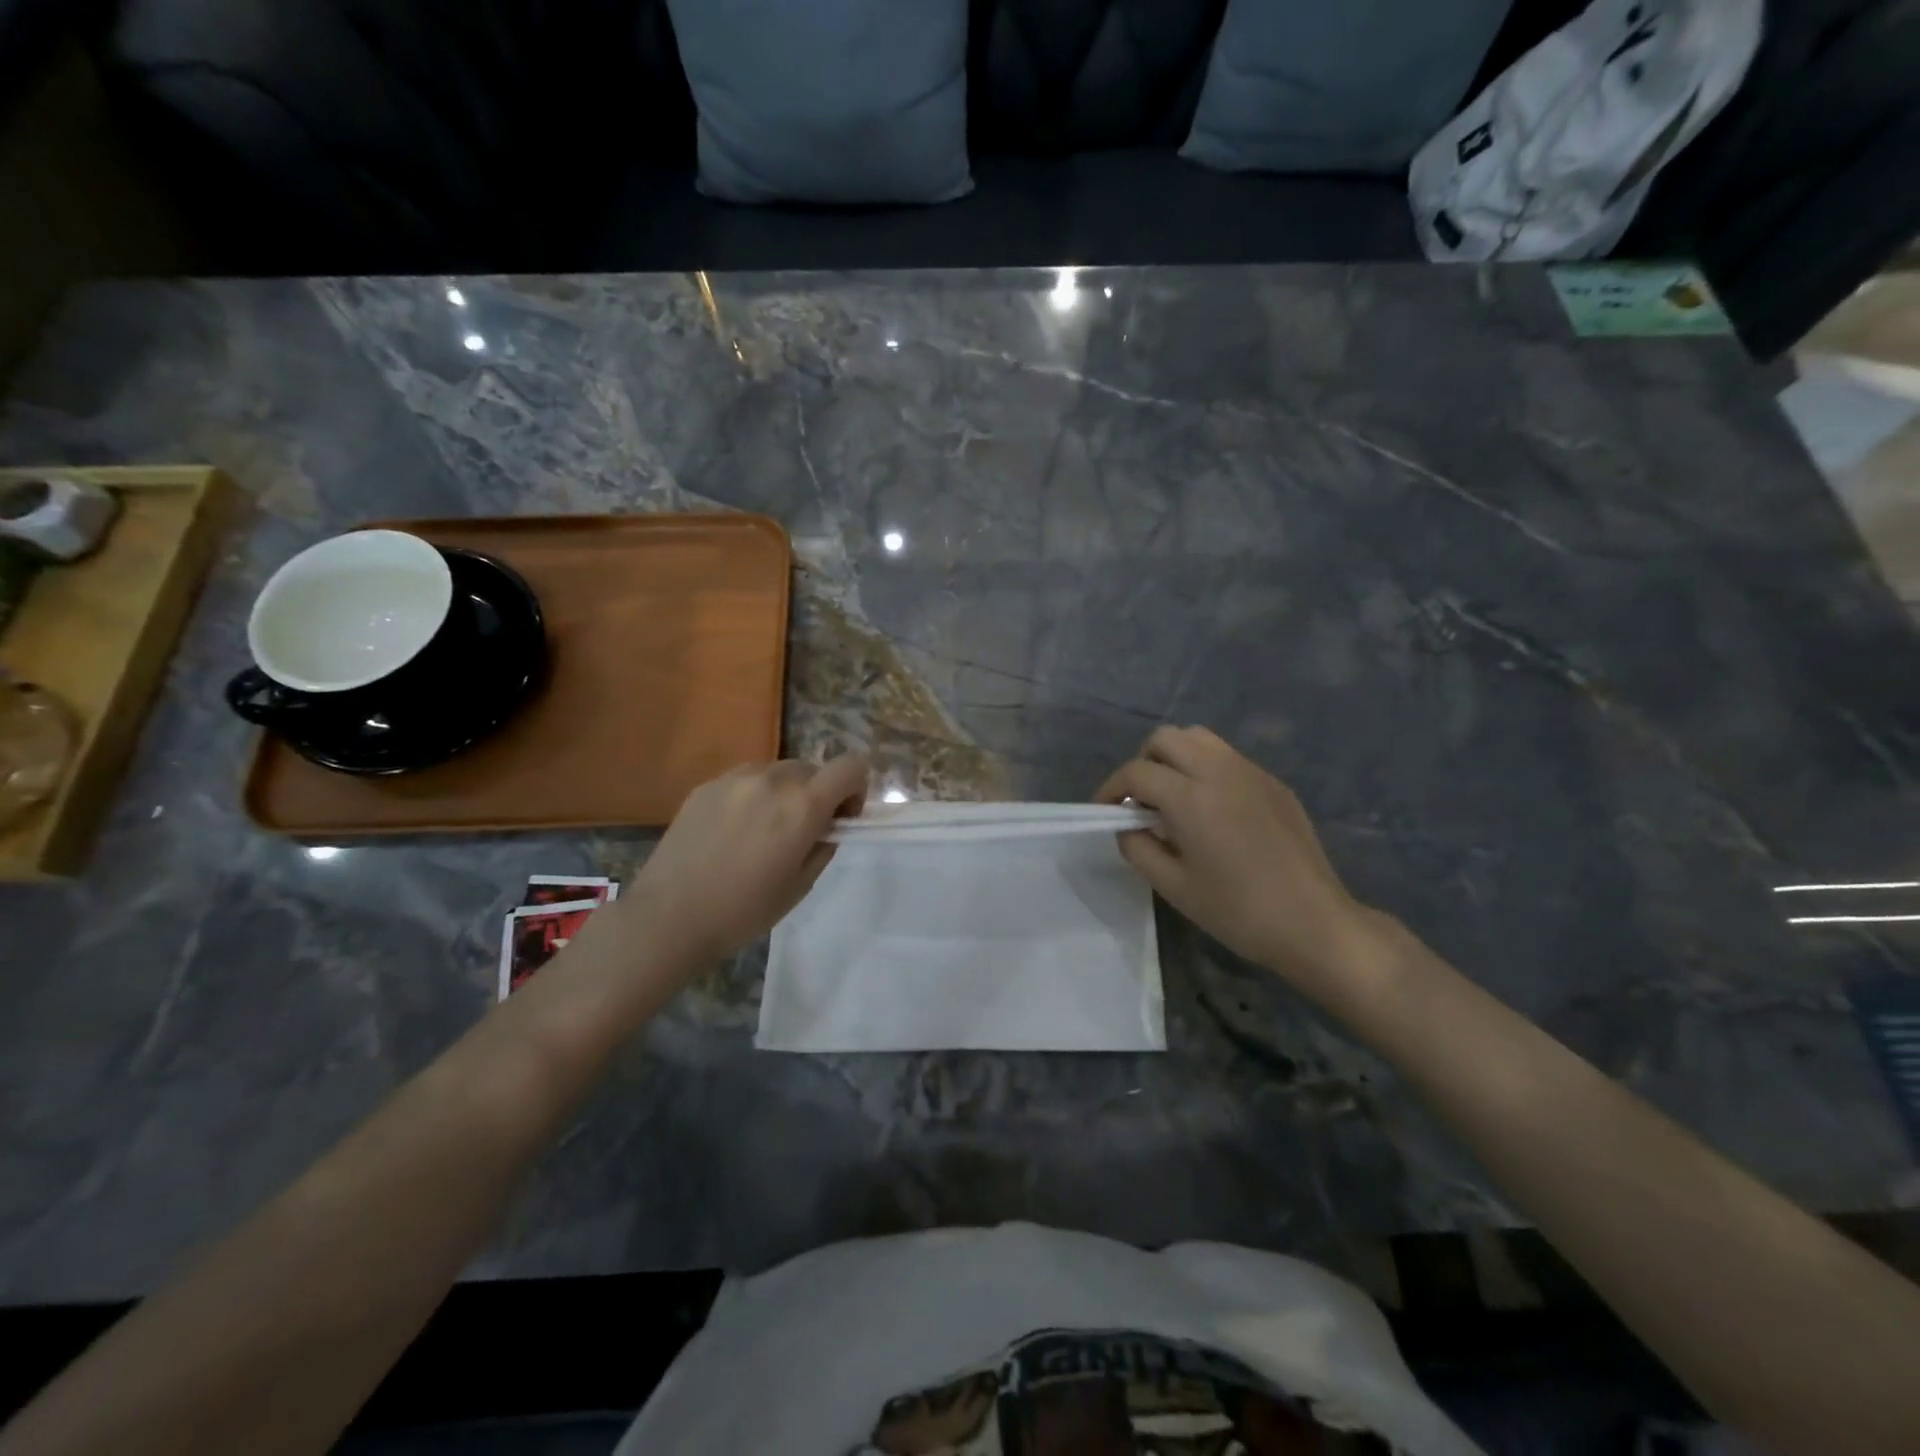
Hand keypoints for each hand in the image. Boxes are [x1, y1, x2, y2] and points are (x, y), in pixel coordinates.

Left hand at [616, 754, 869, 964]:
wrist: (669, 917)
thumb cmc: (743, 911)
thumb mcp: (801, 885)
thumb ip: (824, 845)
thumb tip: (829, 825)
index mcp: (803, 805)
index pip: (852, 766)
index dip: (856, 788)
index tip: (842, 818)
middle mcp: (773, 779)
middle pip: (814, 768)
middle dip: (819, 794)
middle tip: (802, 832)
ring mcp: (736, 778)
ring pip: (779, 771)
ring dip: (785, 793)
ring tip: (763, 831)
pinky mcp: (707, 785)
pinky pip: (746, 779)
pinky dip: (754, 796)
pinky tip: (732, 832)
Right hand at [1097, 726, 1381, 1002]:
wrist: (1313, 922)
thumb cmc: (1237, 911)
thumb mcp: (1173, 886)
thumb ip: (1137, 848)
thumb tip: (1127, 826)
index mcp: (1190, 797)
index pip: (1136, 772)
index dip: (1111, 789)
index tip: (1104, 811)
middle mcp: (1219, 770)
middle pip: (1166, 739)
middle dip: (1143, 763)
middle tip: (1140, 801)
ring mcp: (1251, 772)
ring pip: (1199, 738)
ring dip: (1175, 757)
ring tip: (1173, 796)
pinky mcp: (1274, 782)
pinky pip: (1228, 757)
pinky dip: (1206, 768)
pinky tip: (1212, 808)